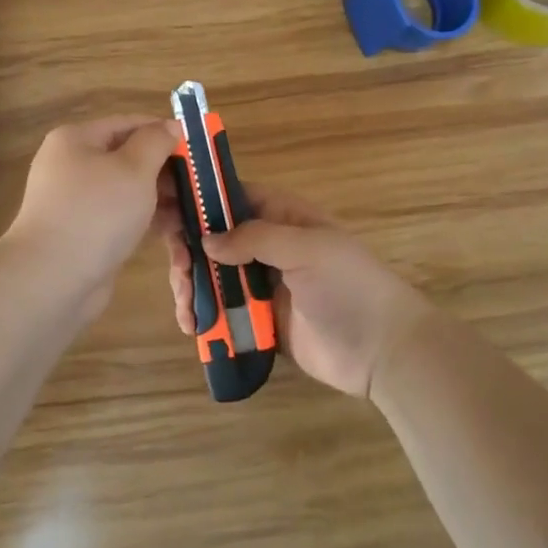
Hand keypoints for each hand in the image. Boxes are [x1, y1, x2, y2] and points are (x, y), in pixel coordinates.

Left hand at [6, 116, 180, 297]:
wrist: (52, 279)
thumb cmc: (97, 212)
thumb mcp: (134, 169)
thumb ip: (155, 142)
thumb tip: (169, 126)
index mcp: (76, 140)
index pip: (127, 124)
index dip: (163, 131)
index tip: (197, 146)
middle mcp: (72, 166)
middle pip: (127, 157)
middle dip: (165, 169)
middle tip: (200, 182)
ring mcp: (76, 202)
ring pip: (126, 190)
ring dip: (160, 196)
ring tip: (195, 208)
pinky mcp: (84, 233)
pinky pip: (120, 217)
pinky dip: (146, 219)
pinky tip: (176, 229)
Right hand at [160, 188, 434, 397]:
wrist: (384, 350)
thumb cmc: (349, 286)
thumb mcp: (306, 249)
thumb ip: (254, 238)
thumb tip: (206, 241)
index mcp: (282, 217)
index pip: (232, 196)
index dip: (198, 199)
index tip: (163, 209)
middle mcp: (267, 246)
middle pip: (213, 238)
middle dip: (189, 251)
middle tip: (180, 272)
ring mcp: (262, 284)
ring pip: (212, 275)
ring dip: (191, 286)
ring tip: (186, 308)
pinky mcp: (259, 320)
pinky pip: (222, 311)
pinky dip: (203, 316)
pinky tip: (193, 327)